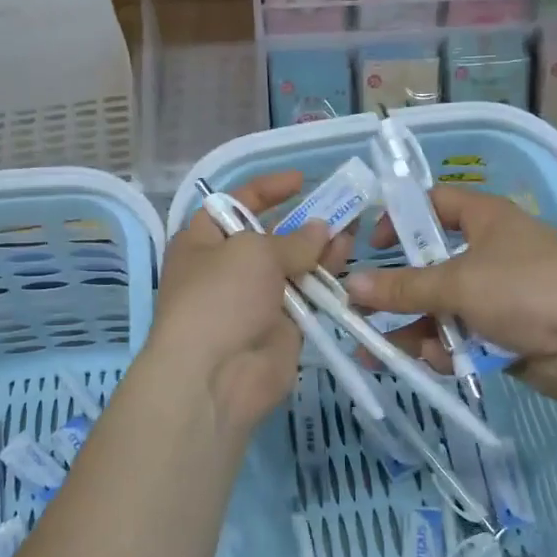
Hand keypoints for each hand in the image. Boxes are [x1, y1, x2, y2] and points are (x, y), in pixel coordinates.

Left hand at [144, 172, 344, 440]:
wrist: (216, 376)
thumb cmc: (221, 298)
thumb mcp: (253, 253)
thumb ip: (292, 239)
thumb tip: (321, 230)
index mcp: (202, 241)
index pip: (235, 203)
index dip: (267, 189)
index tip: (301, 180)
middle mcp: (227, 267)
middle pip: (269, 235)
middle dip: (302, 220)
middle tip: (341, 206)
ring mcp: (255, 298)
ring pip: (293, 265)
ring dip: (321, 247)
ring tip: (353, 229)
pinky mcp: (282, 325)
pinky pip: (308, 295)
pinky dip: (327, 279)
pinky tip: (348, 260)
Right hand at [346, 185, 556, 407]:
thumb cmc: (526, 290)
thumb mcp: (458, 283)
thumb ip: (404, 287)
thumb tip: (351, 286)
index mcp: (486, 219)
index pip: (435, 203)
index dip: (402, 218)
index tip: (373, 247)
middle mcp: (492, 252)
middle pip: (432, 266)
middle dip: (398, 293)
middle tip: (361, 312)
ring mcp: (501, 295)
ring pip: (444, 307)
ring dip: (415, 329)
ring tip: (378, 354)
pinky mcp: (508, 332)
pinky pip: (464, 336)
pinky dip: (446, 349)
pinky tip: (432, 363)